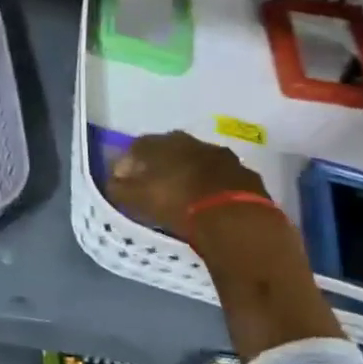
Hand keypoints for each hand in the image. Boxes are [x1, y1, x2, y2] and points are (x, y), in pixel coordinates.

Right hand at [106, 131, 267, 233]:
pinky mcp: (248, 176)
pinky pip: (225, 179)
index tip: (124, 180)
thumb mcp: (135, 199)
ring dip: (191, 174)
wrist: (234, 220)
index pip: (138, 146)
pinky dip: (216, 188)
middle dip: (161, 165)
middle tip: (155, 185)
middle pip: (171, 150)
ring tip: (185, 196)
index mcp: (163, 143)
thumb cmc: (176, 204)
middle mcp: (193, 143)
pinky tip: (212, 205)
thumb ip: (119, 188)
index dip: (128, 162)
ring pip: (200, 162)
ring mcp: (224, 157)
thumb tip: (113, 182)